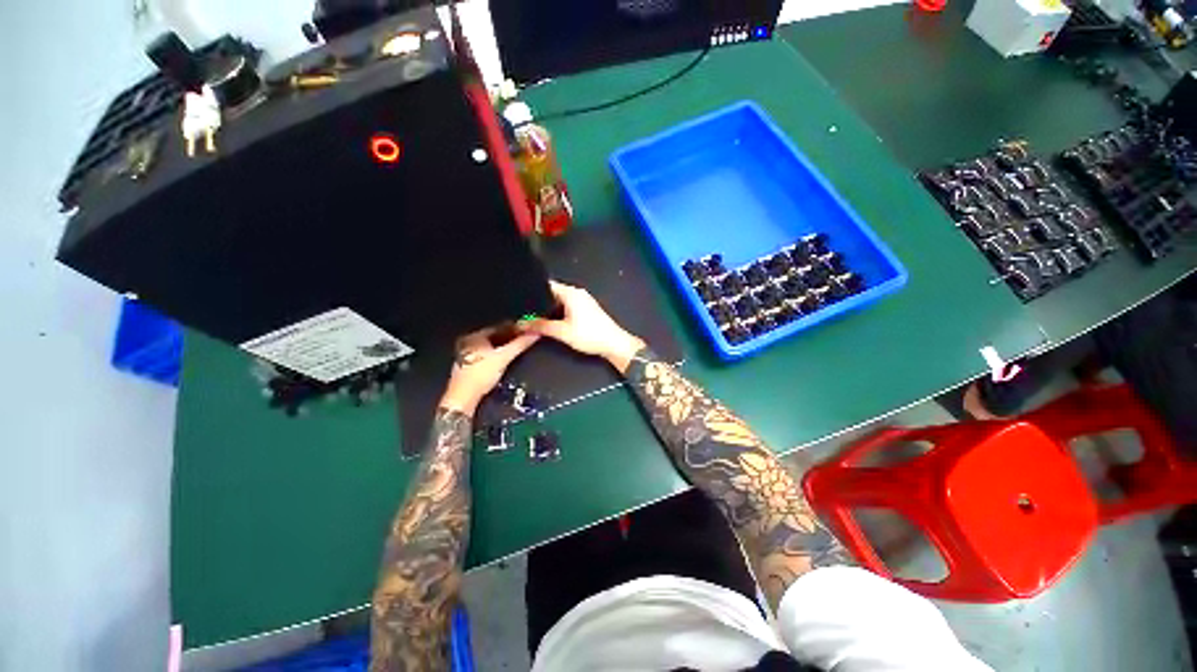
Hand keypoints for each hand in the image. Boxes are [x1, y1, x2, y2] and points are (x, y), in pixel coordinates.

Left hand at [440, 328, 539, 414]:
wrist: (463, 398)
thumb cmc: (481, 375)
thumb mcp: (504, 357)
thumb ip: (520, 344)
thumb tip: (533, 334)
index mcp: (474, 337)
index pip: (498, 327)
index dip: (513, 328)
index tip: (525, 331)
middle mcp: (467, 343)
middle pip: (493, 337)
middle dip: (509, 338)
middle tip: (523, 340)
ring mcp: (465, 355)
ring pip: (489, 347)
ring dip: (503, 347)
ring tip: (516, 349)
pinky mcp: (467, 366)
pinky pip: (485, 355)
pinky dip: (495, 355)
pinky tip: (504, 360)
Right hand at [520, 281, 644, 372]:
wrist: (614, 344)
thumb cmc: (589, 335)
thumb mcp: (562, 332)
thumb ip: (541, 326)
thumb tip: (522, 324)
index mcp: (570, 293)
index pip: (546, 284)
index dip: (532, 290)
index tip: (520, 298)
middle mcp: (577, 292)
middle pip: (552, 292)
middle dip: (539, 301)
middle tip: (523, 310)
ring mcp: (583, 300)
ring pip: (560, 300)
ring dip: (549, 307)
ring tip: (533, 315)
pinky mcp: (586, 308)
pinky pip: (567, 305)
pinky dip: (558, 311)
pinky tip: (550, 319)